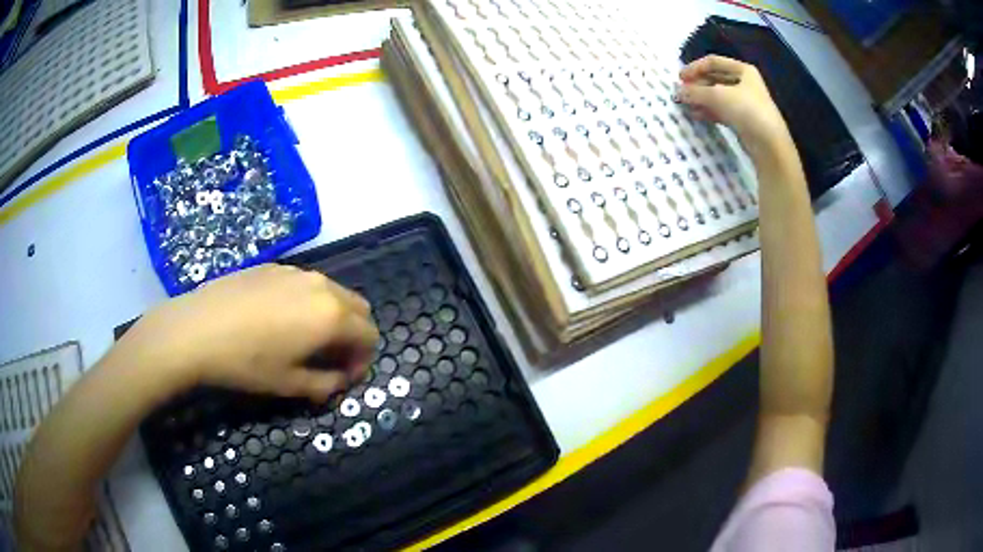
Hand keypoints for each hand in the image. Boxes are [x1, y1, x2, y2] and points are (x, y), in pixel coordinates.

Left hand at [114, 264, 378, 401]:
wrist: (196, 330)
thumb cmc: (247, 363)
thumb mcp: (291, 385)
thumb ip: (327, 384)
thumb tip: (341, 379)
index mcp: (332, 316)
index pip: (370, 335)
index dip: (363, 360)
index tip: (343, 376)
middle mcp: (321, 286)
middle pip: (358, 308)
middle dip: (353, 334)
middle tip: (330, 358)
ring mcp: (297, 272)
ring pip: (332, 292)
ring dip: (331, 317)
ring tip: (303, 339)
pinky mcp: (274, 266)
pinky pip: (305, 284)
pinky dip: (307, 302)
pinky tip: (277, 320)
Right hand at [676, 55, 792, 160]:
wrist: (769, 144)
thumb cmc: (746, 110)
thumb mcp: (717, 96)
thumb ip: (695, 92)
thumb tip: (678, 92)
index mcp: (743, 70)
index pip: (713, 62)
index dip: (695, 67)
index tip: (680, 78)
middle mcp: (745, 83)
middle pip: (715, 79)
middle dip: (697, 85)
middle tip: (682, 92)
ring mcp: (745, 102)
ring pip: (717, 96)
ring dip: (701, 99)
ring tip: (686, 105)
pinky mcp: (743, 120)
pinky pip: (722, 110)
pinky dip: (709, 111)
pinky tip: (697, 115)